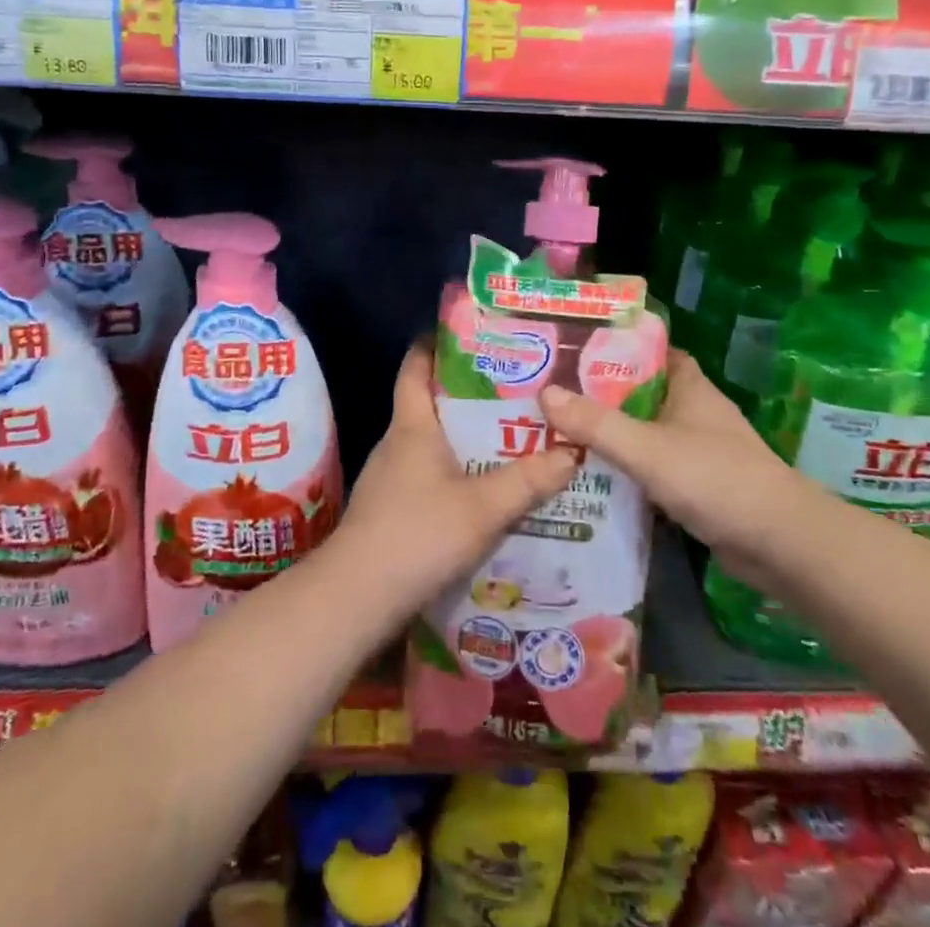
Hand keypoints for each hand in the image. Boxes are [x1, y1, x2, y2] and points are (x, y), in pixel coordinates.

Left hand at [334, 340, 577, 619]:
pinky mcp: (388, 509)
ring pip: (429, 444)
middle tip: (512, 391)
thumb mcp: (483, 507)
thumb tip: (572, 450)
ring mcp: (388, 478)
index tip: (465, 333)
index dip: (434, 345)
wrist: (357, 596)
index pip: (415, 368)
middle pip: (428, 404)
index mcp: (412, 426)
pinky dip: (453, 474)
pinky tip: (480, 493)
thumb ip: (529, 480)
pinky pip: (426, 476)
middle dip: (465, 395)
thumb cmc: (419, 534)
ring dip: (462, 439)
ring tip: (507, 440)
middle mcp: (396, 443)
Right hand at [541, 351, 792, 564]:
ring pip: (646, 432)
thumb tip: (544, 392)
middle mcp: (694, 411)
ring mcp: (699, 449)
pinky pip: (655, 467)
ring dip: (613, 434)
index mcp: (689, 386)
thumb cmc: (715, 478)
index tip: (573, 350)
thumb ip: (596, 424)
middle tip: (553, 395)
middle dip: (601, 394)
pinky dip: (629, 469)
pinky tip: (595, 477)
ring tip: (562, 433)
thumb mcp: (647, 448)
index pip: (649, 351)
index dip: (614, 346)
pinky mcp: (700, 486)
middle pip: (641, 393)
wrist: (782, 545)